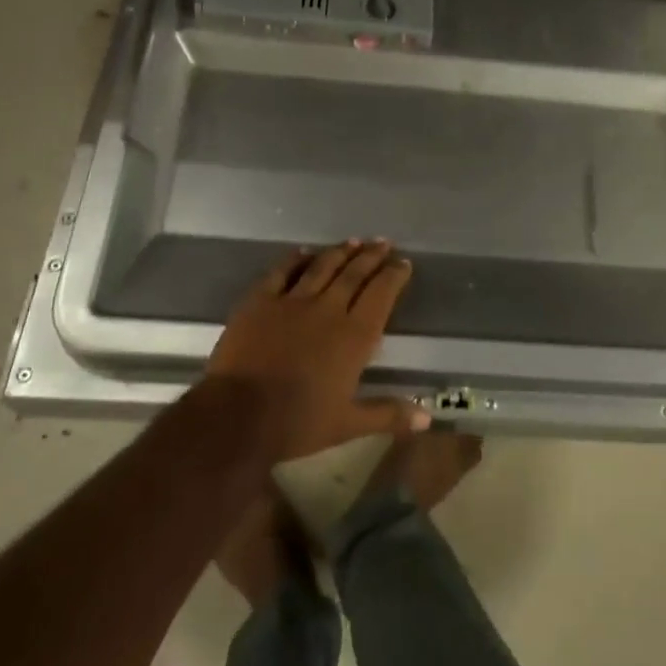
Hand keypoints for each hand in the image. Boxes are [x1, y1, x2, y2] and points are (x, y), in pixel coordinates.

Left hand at [207, 240, 428, 461]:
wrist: (238, 415)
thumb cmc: (297, 423)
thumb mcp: (348, 424)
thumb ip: (388, 414)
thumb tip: (427, 419)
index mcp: (354, 336)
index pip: (381, 295)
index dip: (394, 276)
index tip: (403, 263)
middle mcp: (328, 309)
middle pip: (354, 274)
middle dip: (372, 256)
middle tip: (383, 243)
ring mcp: (292, 301)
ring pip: (322, 267)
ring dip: (340, 252)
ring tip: (354, 240)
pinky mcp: (260, 300)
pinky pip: (282, 272)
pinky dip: (295, 259)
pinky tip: (304, 252)